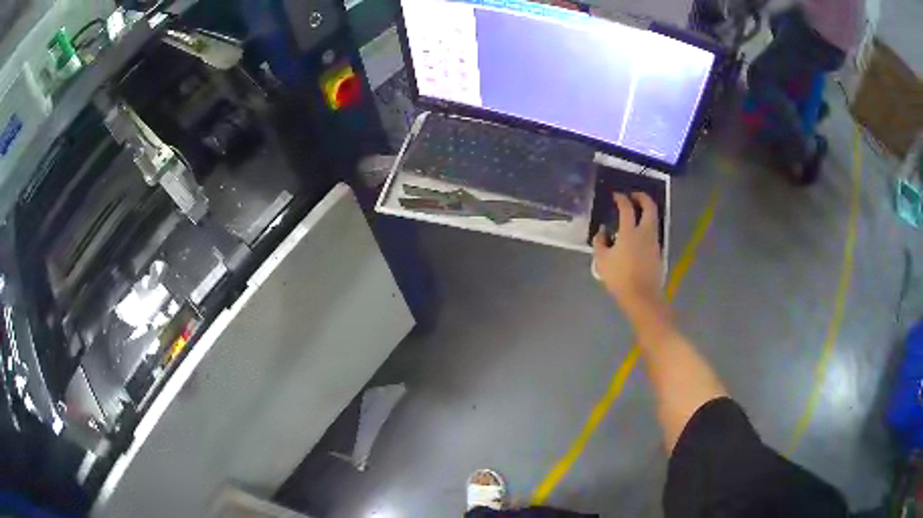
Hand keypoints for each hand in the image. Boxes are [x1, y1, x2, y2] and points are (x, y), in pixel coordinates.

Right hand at [592, 192, 666, 324]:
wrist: (642, 297)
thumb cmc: (620, 278)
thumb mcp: (602, 260)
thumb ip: (600, 242)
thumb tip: (602, 232)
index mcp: (630, 231)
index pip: (627, 207)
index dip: (621, 198)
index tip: (616, 195)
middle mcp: (645, 232)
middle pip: (649, 207)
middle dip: (642, 197)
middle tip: (633, 196)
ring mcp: (654, 242)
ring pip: (654, 219)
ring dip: (646, 212)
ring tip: (636, 214)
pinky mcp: (658, 252)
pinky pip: (653, 232)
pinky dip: (647, 226)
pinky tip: (638, 234)